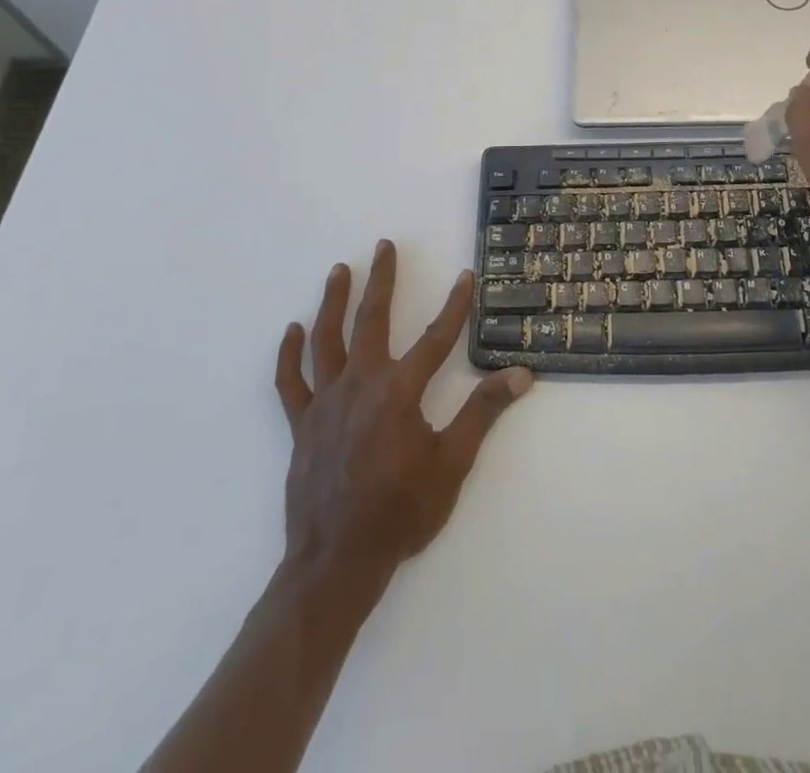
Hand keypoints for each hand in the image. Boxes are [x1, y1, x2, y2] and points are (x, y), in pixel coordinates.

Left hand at [274, 241, 532, 579]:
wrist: (337, 563)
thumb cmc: (400, 513)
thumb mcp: (452, 464)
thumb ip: (483, 413)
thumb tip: (521, 375)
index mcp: (399, 392)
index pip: (436, 337)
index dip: (455, 305)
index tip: (465, 277)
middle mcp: (360, 384)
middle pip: (371, 320)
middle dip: (381, 280)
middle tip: (383, 247)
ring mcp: (325, 403)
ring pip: (326, 340)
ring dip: (333, 302)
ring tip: (339, 270)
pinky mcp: (301, 425)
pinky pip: (290, 382)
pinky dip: (288, 355)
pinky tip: (292, 331)